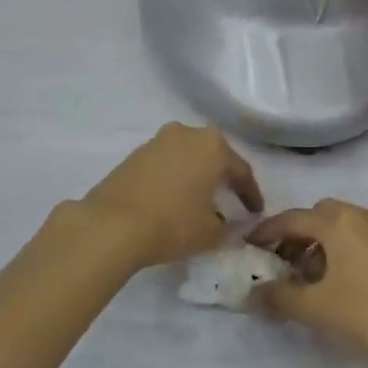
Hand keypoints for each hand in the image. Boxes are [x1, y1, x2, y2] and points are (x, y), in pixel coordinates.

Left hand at [81, 123, 262, 268]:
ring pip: (186, 158)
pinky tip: (173, 200)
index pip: (241, 171)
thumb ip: (229, 227)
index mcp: (213, 146)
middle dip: (222, 178)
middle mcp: (186, 134)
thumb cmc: (173, 223)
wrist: (112, 225)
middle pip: (213, 157)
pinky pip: (164, 165)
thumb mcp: (212, 233)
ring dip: (195, 176)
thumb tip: (228, 224)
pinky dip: (173, 179)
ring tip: (200, 201)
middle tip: (231, 200)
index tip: (255, 213)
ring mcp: (156, 142)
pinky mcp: (133, 156)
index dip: (251, 195)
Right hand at [247, 200, 367, 367]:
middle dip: (299, 235)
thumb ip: (277, 296)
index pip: (292, 219)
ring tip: (315, 278)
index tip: (249, 248)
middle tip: (284, 264)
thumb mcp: (313, 309)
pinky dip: (353, 253)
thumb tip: (252, 294)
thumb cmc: (366, 319)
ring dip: (327, 244)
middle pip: (322, 215)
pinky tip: (351, 286)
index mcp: (341, 223)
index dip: (266, 232)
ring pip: (350, 227)